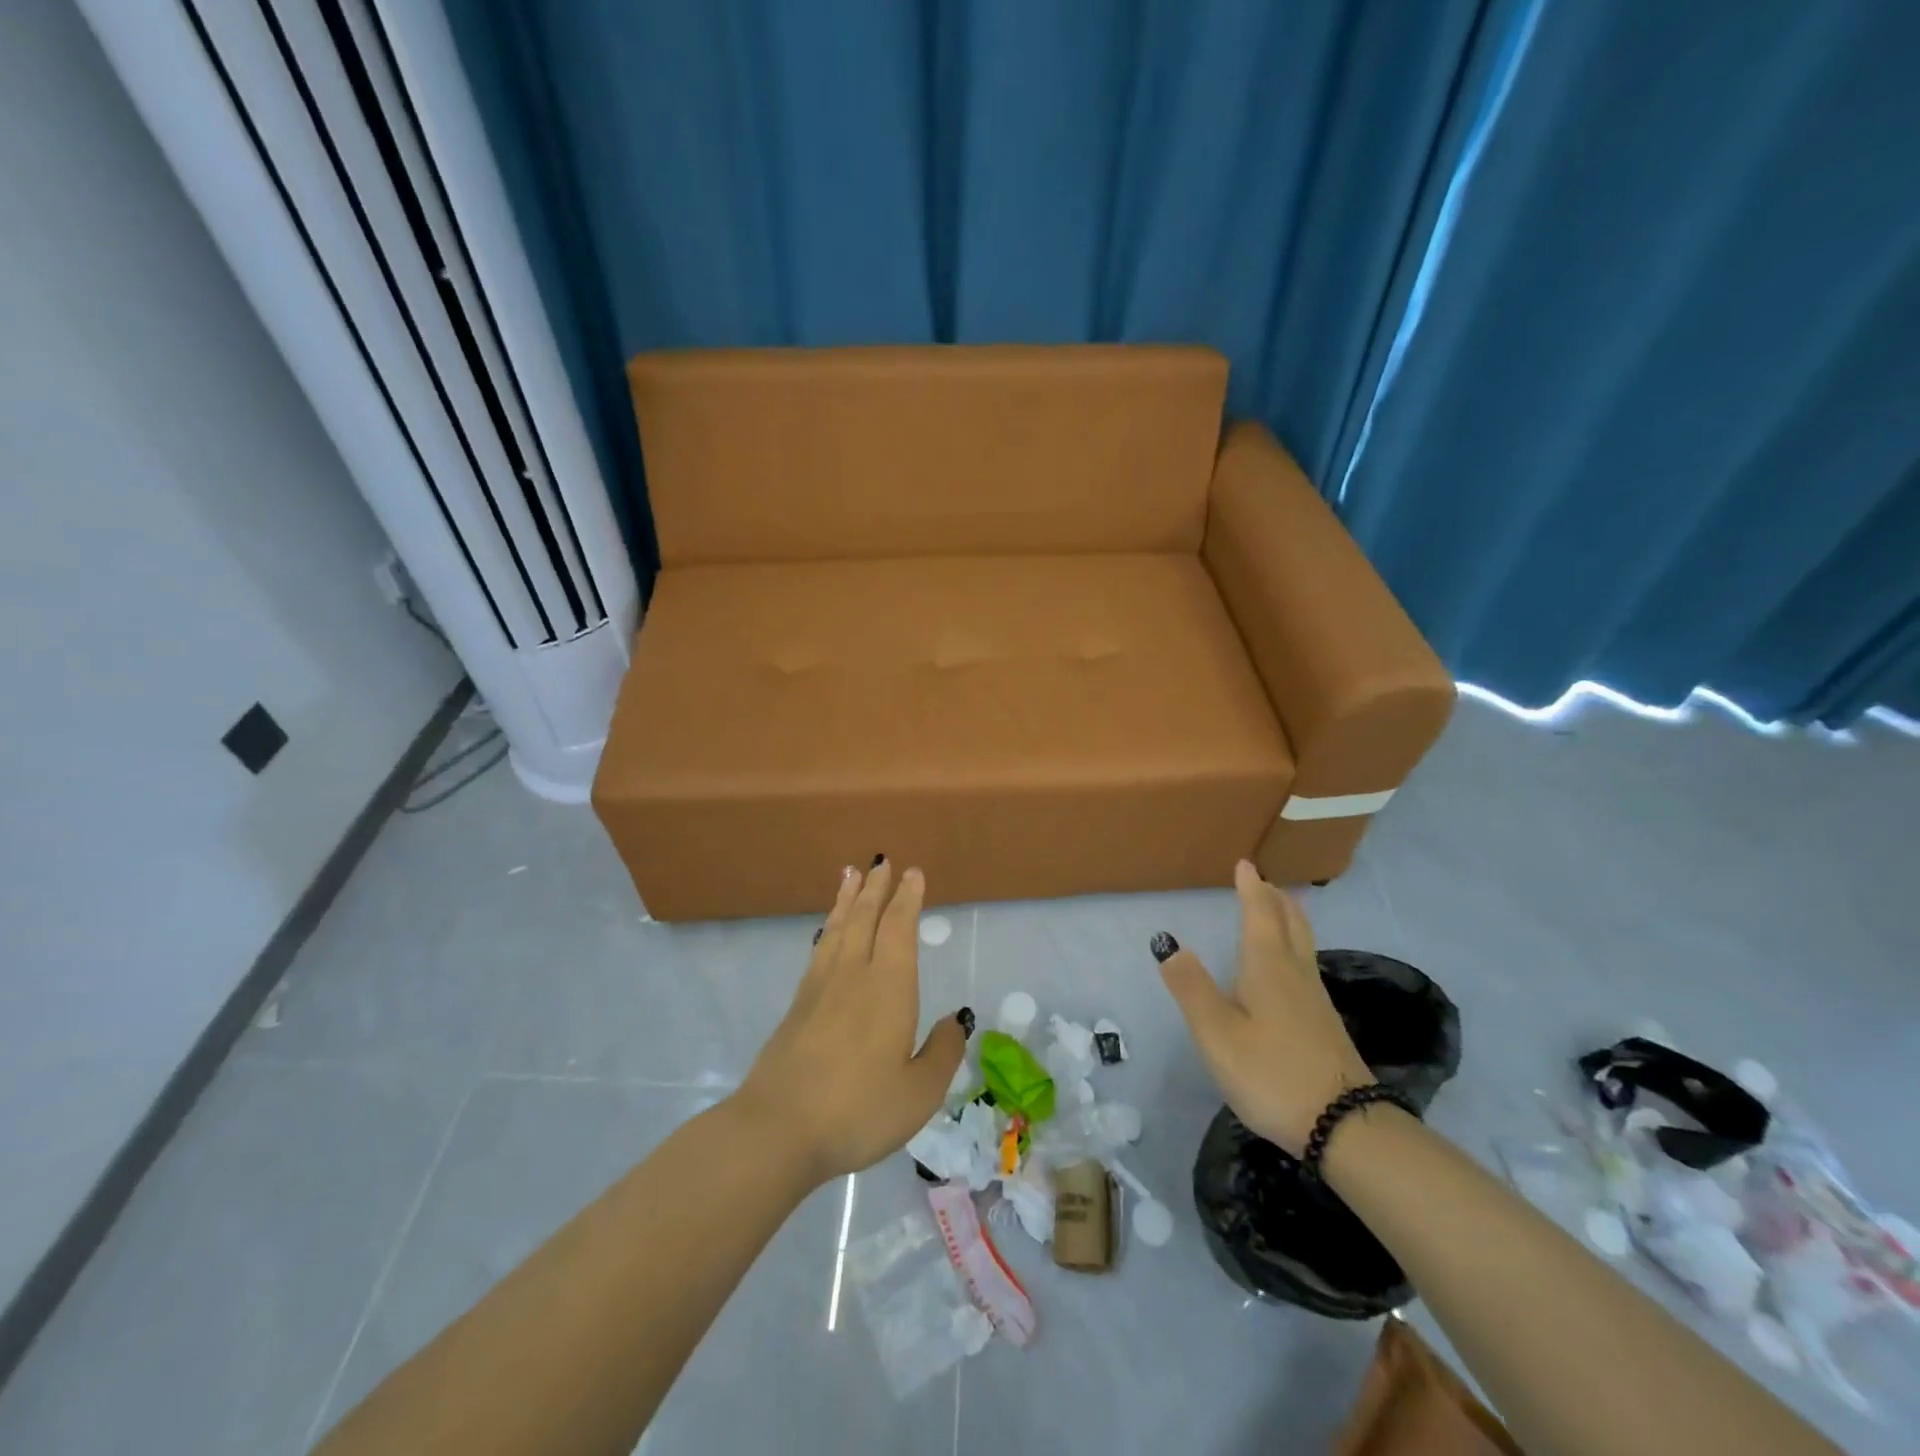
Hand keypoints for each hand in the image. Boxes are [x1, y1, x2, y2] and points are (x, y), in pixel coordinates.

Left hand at [734, 860, 966, 1184]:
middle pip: (864, 918)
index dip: (907, 899)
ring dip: (847, 899)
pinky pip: (818, 950)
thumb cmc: (858, 1110)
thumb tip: (956, 1020)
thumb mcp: (919, 1093)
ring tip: (850, 875)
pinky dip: (827, 929)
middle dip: (876, 888)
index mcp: (889, 987)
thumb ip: (942, 1053)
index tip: (912, 873)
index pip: (899, 929)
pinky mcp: (797, 1006)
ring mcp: (819, 988)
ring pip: (837, 929)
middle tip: (882, 862)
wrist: (777, 1130)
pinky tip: (827, 931)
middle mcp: (853, 975)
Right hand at [1157, 859, 1370, 1152]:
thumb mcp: (1217, 1033)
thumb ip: (1191, 988)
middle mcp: (1296, 974)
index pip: (1260, 914)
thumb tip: (1168, 943)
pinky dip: (1294, 948)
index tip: (1246, 864)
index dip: (1251, 888)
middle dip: (1276, 899)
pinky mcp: (1325, 1025)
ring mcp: (1316, 1000)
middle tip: (1263, 882)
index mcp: (1268, 967)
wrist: (1345, 1126)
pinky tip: (1288, 970)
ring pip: (1303, 945)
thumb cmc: (1271, 1073)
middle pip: (1291, 923)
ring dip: (1288, 920)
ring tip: (1277, 912)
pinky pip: (1306, 967)